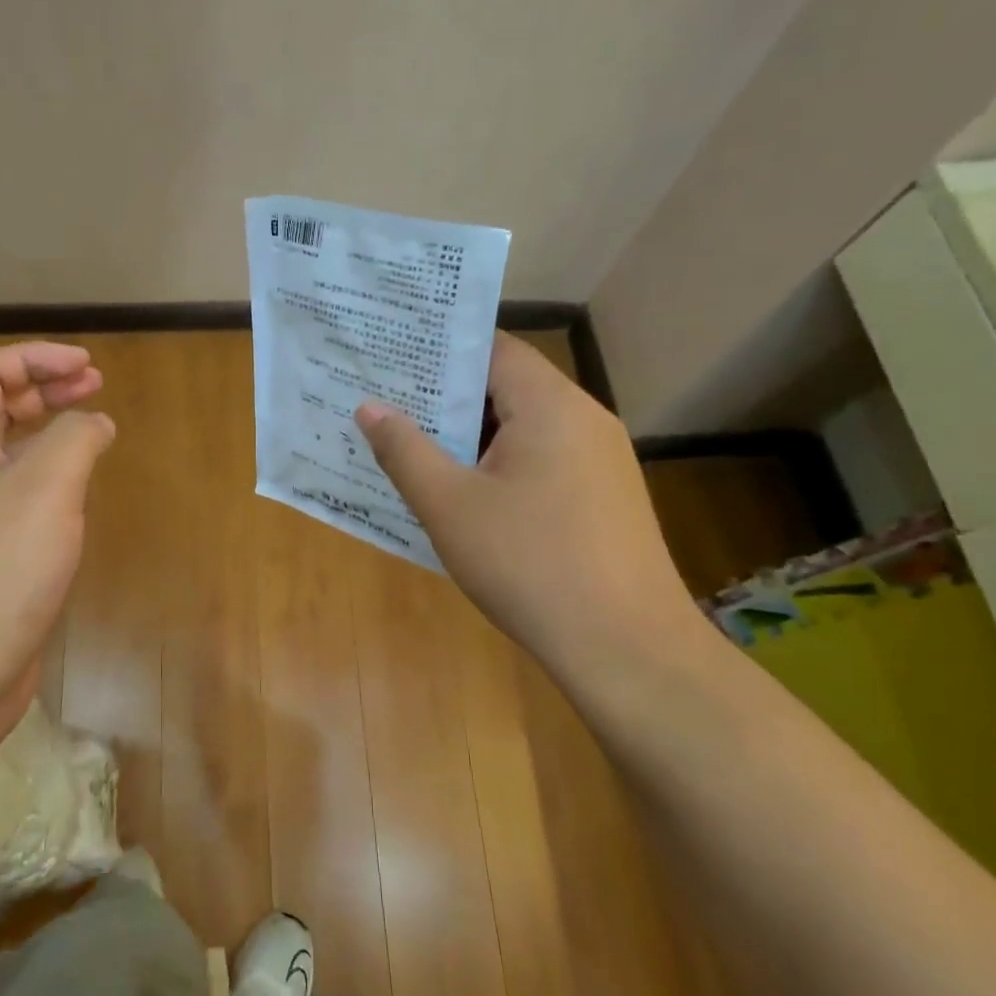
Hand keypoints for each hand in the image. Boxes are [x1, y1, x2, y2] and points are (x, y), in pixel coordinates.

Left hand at [0, 343, 114, 767]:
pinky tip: (77, 501)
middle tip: (94, 386)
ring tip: (93, 433)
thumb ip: (74, 440)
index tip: (86, 366)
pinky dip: (50, 487)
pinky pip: (18, 505)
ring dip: (49, 435)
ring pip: (7, 459)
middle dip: (44, 388)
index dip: (31, 357)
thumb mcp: (44, 489)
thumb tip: (94, 421)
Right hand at [356, 332, 693, 660]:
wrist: (625, 648)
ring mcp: (600, 458)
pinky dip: (500, 463)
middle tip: (388, 402)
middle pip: (507, 385)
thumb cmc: (529, 564)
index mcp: (550, 405)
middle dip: (447, 395)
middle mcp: (584, 418)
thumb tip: (370, 407)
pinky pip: (542, 459)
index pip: (492, 348)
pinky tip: (465, 493)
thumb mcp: (449, 505)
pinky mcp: (604, 496)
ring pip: (523, 426)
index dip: (440, 347)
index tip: (391, 353)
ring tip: (415, 445)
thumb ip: (404, 450)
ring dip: (472, 434)